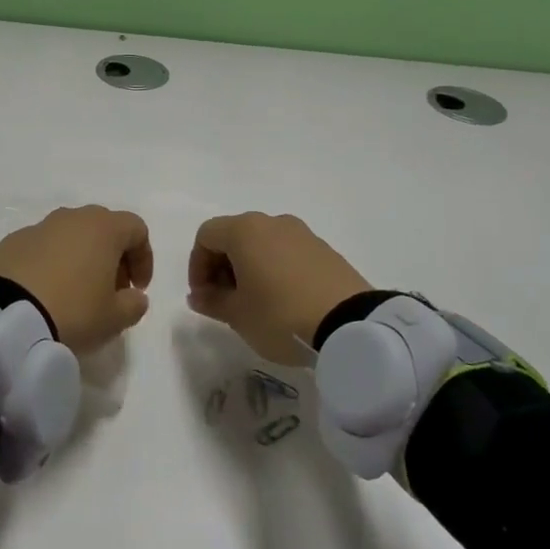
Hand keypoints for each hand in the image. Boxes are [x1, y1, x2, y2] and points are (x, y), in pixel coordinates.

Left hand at [0, 206, 152, 352]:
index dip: (143, 258)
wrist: (5, 315)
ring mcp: (37, 227)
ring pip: (69, 236)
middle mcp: (71, 218)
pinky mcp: (10, 242)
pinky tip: (43, 293)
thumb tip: (134, 296)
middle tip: (109, 290)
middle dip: (111, 256)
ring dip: (79, 258)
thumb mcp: (114, 318)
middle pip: (102, 228)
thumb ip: (133, 305)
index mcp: (102, 228)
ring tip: (74, 293)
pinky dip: (49, 264)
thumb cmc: (72, 311)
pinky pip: (40, 248)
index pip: (136, 229)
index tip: (138, 289)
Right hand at [187, 212, 370, 365]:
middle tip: (224, 300)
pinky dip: (275, 269)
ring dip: (249, 267)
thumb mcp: (238, 315)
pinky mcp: (325, 250)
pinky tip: (283, 300)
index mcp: (245, 230)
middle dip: (222, 266)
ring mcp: (303, 234)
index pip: (206, 236)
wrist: (352, 326)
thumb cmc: (281, 315)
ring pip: (262, 243)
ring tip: (255, 302)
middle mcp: (273, 222)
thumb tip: (199, 295)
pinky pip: (287, 252)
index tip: (203, 296)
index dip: (197, 265)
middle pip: (234, 235)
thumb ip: (212, 301)